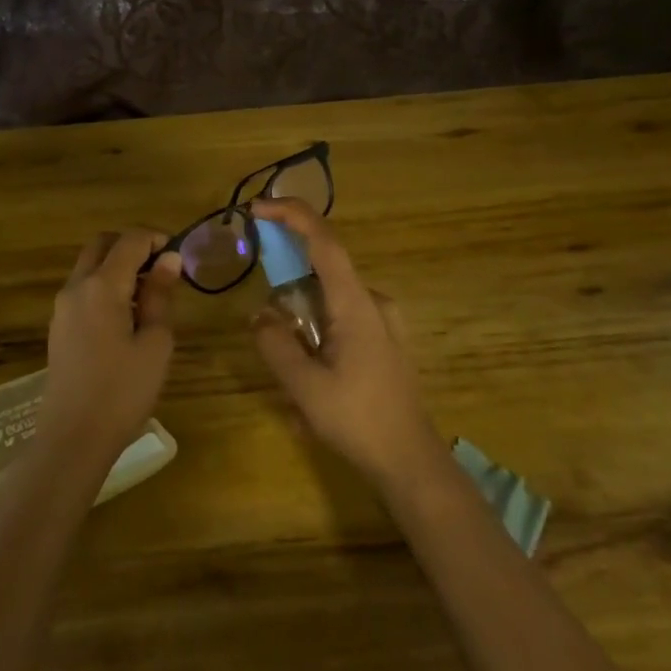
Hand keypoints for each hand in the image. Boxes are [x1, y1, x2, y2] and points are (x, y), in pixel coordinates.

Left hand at [38, 228, 181, 465]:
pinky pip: (83, 289)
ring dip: (117, 266)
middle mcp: (76, 287)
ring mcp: (62, 307)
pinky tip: (127, 316)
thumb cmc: (123, 391)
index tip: (180, 256)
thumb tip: (169, 260)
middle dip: (132, 245)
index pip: (130, 240)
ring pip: (89, 265)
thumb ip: (160, 296)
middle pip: (102, 244)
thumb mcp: (155, 343)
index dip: (157, 239)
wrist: (73, 438)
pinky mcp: (59, 327)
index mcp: (101, 286)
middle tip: (162, 269)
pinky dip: (105, 285)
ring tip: (149, 295)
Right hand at [249, 198, 444, 488]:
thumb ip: (276, 344)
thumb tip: (260, 314)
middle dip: (288, 280)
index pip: (324, 242)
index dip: (292, 216)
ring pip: (331, 300)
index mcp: (356, 304)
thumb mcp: (304, 387)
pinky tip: (311, 380)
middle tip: (265, 316)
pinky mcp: (385, 342)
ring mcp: (383, 323)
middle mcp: (374, 302)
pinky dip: (318, 333)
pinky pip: (342, 320)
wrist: (411, 462)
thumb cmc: (358, 420)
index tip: (259, 208)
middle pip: (324, 269)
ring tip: (290, 371)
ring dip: (303, 318)